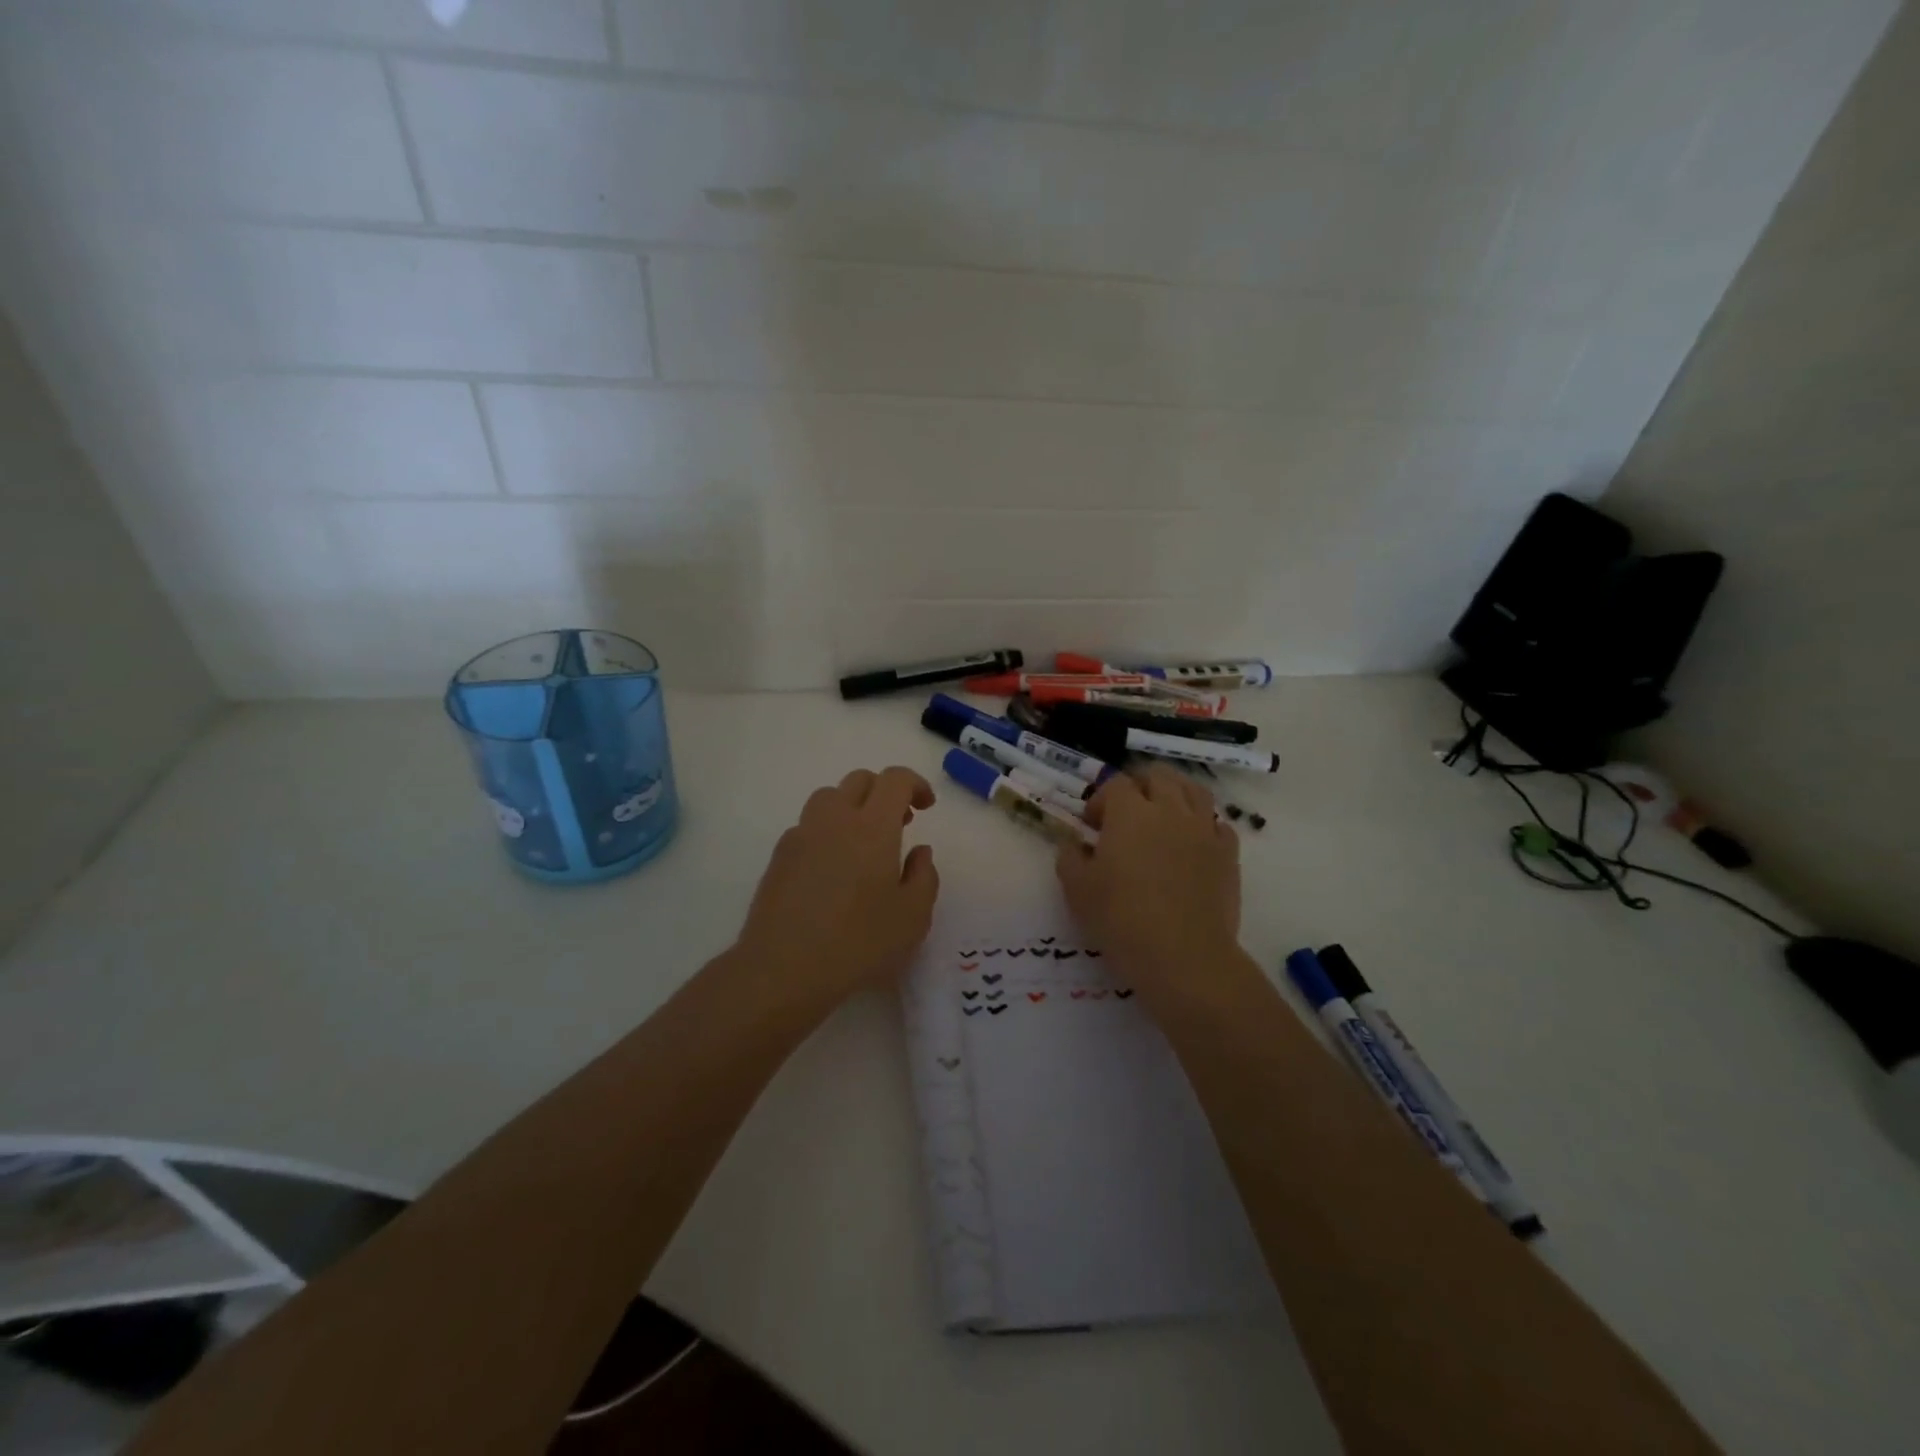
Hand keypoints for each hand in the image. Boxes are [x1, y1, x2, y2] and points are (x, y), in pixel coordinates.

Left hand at [735, 767, 939, 1007]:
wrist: (782, 969)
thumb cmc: (858, 943)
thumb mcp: (912, 917)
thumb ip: (924, 876)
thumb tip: (919, 852)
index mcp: (873, 827)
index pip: (894, 780)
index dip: (915, 784)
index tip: (926, 807)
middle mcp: (835, 820)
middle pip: (859, 780)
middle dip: (884, 792)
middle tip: (900, 823)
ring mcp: (801, 835)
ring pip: (829, 798)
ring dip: (852, 807)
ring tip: (864, 843)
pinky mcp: (779, 856)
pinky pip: (808, 826)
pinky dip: (827, 832)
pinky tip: (833, 869)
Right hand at [1055, 765, 1245, 1003]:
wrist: (1184, 956)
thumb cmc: (1121, 919)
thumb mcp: (1077, 889)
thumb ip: (1070, 857)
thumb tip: (1075, 845)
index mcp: (1130, 813)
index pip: (1116, 784)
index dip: (1101, 799)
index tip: (1091, 825)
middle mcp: (1170, 811)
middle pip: (1159, 776)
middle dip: (1139, 786)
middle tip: (1126, 812)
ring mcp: (1204, 830)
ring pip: (1194, 791)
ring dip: (1175, 795)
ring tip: (1163, 817)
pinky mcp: (1228, 854)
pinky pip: (1218, 824)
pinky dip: (1203, 825)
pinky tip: (1192, 844)